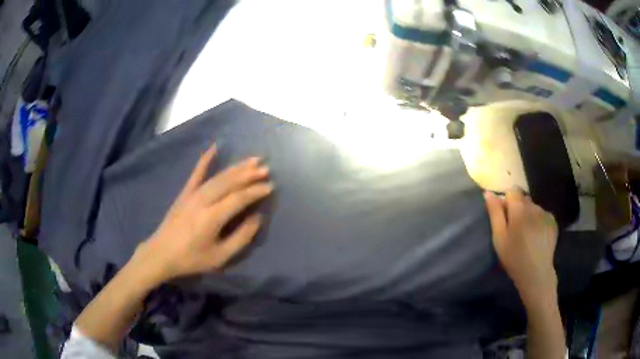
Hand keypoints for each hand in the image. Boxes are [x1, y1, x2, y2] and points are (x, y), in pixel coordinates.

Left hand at [133, 143, 272, 284]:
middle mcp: (203, 200)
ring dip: (236, 167)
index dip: (256, 191)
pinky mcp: (184, 193)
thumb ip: (241, 238)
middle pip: (229, 182)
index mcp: (212, 217)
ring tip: (252, 160)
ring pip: (217, 176)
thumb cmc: (192, 258)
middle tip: (266, 168)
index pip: (239, 198)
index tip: (270, 186)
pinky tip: (214, 148)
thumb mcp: (220, 257)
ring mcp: (192, 194)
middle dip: (249, 174)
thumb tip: (257, 218)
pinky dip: (205, 159)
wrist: (161, 254)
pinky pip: (196, 173)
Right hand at [484, 189, 558, 305]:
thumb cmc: (514, 257)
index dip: (507, 201)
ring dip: (528, 214)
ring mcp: (545, 213)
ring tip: (526, 234)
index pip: (512, 191)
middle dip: (518, 208)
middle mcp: (534, 206)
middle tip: (515, 228)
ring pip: (533, 206)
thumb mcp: (499, 238)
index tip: (505, 217)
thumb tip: (488, 193)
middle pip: (523, 198)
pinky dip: (538, 221)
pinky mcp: (553, 221)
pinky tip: (536, 236)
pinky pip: (542, 214)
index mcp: (520, 209)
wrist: (536, 274)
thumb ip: (495, 213)